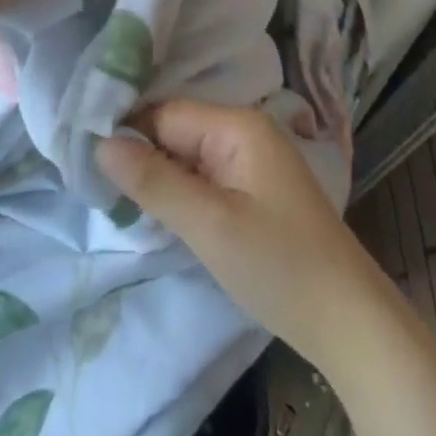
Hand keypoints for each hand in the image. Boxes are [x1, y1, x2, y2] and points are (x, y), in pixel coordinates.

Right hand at [96, 100, 393, 365]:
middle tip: (99, 192)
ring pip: (187, 156)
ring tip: (120, 204)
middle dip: (141, 159)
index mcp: (237, 125)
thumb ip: (154, 182)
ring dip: (159, 179)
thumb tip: (100, 143)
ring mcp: (252, 160)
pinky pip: (205, 176)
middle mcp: (245, 131)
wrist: (349, 321)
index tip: (86, 166)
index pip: (164, 114)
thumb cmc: (279, 266)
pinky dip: (181, 193)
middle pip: (175, 131)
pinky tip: (161, 215)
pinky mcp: (254, 189)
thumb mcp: (209, 225)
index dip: (128, 136)